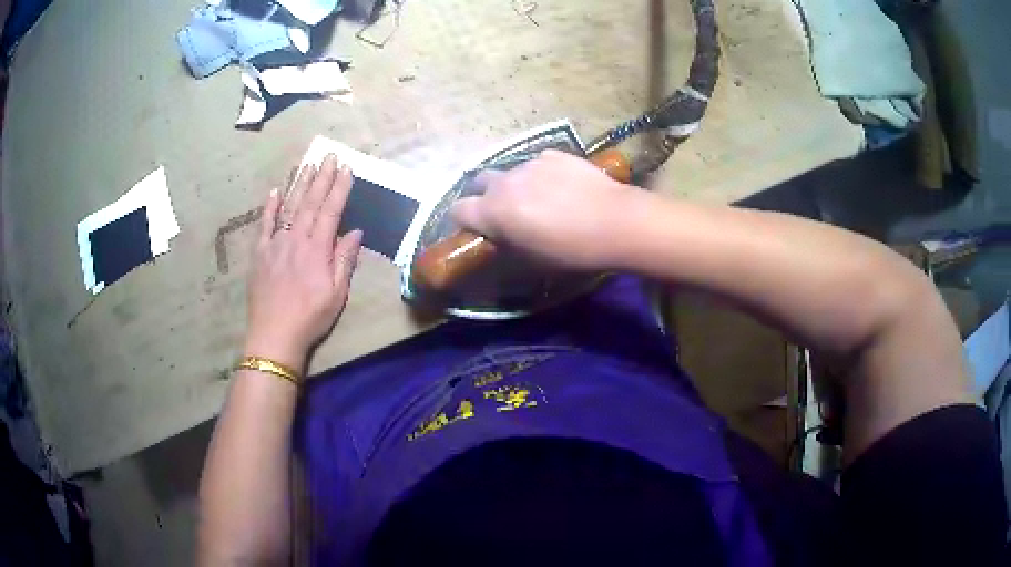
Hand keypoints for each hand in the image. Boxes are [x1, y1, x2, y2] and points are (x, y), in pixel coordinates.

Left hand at [244, 155, 362, 370]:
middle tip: (330, 155)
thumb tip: (355, 232)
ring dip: (299, 184)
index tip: (347, 169)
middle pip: (310, 202)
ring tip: (308, 164)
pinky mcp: (260, 253)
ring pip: (288, 207)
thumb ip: (344, 260)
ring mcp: (275, 243)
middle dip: (322, 177)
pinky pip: (264, 224)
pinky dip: (269, 207)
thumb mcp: (336, 294)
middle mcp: (296, 239)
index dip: (340, 188)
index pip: (331, 211)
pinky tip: (275, 191)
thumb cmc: (310, 317)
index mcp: (317, 249)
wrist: (274, 335)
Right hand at [450, 150, 638, 269]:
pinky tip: (560, 186)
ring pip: (510, 171)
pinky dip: (540, 174)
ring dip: (514, 184)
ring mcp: (530, 164)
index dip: (463, 220)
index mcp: (493, 211)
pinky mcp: (554, 155)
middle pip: (479, 181)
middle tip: (504, 211)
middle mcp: (505, 182)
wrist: (615, 221)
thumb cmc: (571, 250)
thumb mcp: (532, 259)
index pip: (458, 210)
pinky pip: (537, 163)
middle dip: (484, 195)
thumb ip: (506, 242)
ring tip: (538, 198)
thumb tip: (499, 234)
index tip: (476, 228)